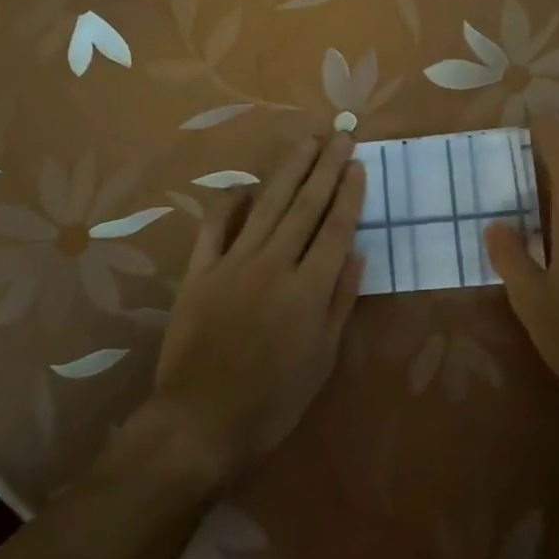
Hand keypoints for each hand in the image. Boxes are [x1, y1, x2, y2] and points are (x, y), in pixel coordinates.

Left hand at [146, 132, 365, 483]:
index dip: (349, 194)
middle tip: (339, 135)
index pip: (336, 228)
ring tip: (306, 143)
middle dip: (326, 167)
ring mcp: (233, 263)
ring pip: (267, 205)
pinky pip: (215, 226)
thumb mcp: (321, 360)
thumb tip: (357, 253)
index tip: (358, 164)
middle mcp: (274, 264)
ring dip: (289, 171)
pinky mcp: (200, 272)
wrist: (199, 423)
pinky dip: (230, 203)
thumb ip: (340, 302)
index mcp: (308, 289)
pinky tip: (245, 186)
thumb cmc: (272, 402)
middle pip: (305, 205)